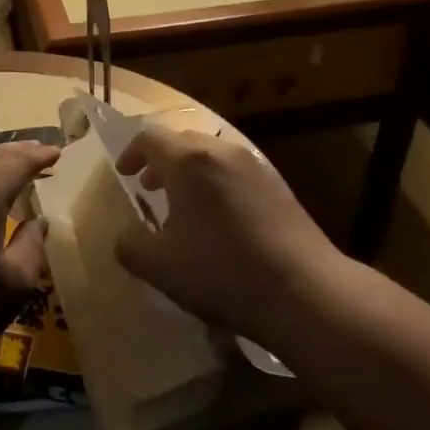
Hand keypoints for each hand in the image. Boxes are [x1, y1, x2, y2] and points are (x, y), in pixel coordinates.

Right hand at [114, 126, 335, 345]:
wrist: (305, 291)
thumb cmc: (223, 272)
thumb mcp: (160, 267)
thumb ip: (130, 247)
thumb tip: (124, 238)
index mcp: (189, 161)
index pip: (150, 138)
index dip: (131, 153)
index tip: (124, 174)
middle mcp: (222, 152)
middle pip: (183, 141)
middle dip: (161, 161)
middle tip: (149, 188)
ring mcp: (255, 166)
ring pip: (212, 156)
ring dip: (190, 174)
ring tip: (184, 207)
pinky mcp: (278, 186)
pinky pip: (235, 172)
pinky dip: (217, 184)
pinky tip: (220, 222)